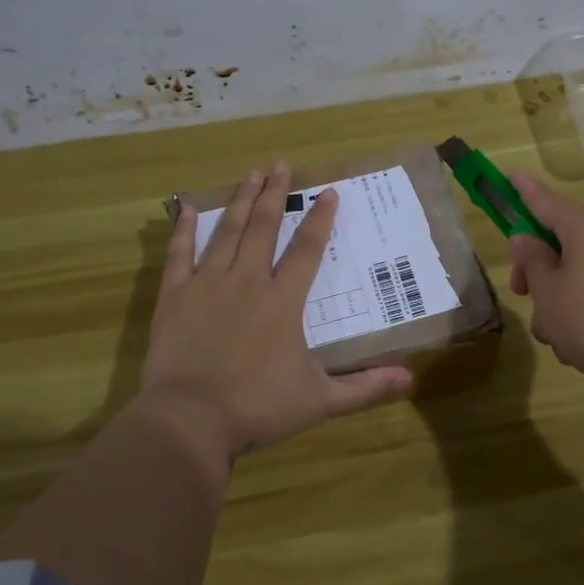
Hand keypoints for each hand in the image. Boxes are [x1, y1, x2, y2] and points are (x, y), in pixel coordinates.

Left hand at [140, 160, 412, 457]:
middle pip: (263, 228)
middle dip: (274, 195)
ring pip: (227, 233)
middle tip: (280, 165)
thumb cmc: (257, 408)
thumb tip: (409, 379)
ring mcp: (207, 285)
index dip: (320, 220)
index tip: (329, 192)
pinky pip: (179, 255)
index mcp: (283, 302)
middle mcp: (247, 281)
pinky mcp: (174, 297)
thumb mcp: (319, 401)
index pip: (307, 250)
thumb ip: (364, 388)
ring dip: (239, 201)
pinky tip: (187, 207)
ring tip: (249, 174)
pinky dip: (184, 230)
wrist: (190, 419)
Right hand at [507, 172, 583, 412]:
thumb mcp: (548, 292)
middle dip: (535, 269)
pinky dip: (580, 312)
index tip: (509, 174)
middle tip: (521, 294)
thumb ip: (532, 261)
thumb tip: (528, 239)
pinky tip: (576, 346)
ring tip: (554, 336)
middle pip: (560, 241)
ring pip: (575, 273)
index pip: (546, 200)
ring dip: (556, 300)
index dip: (523, 190)